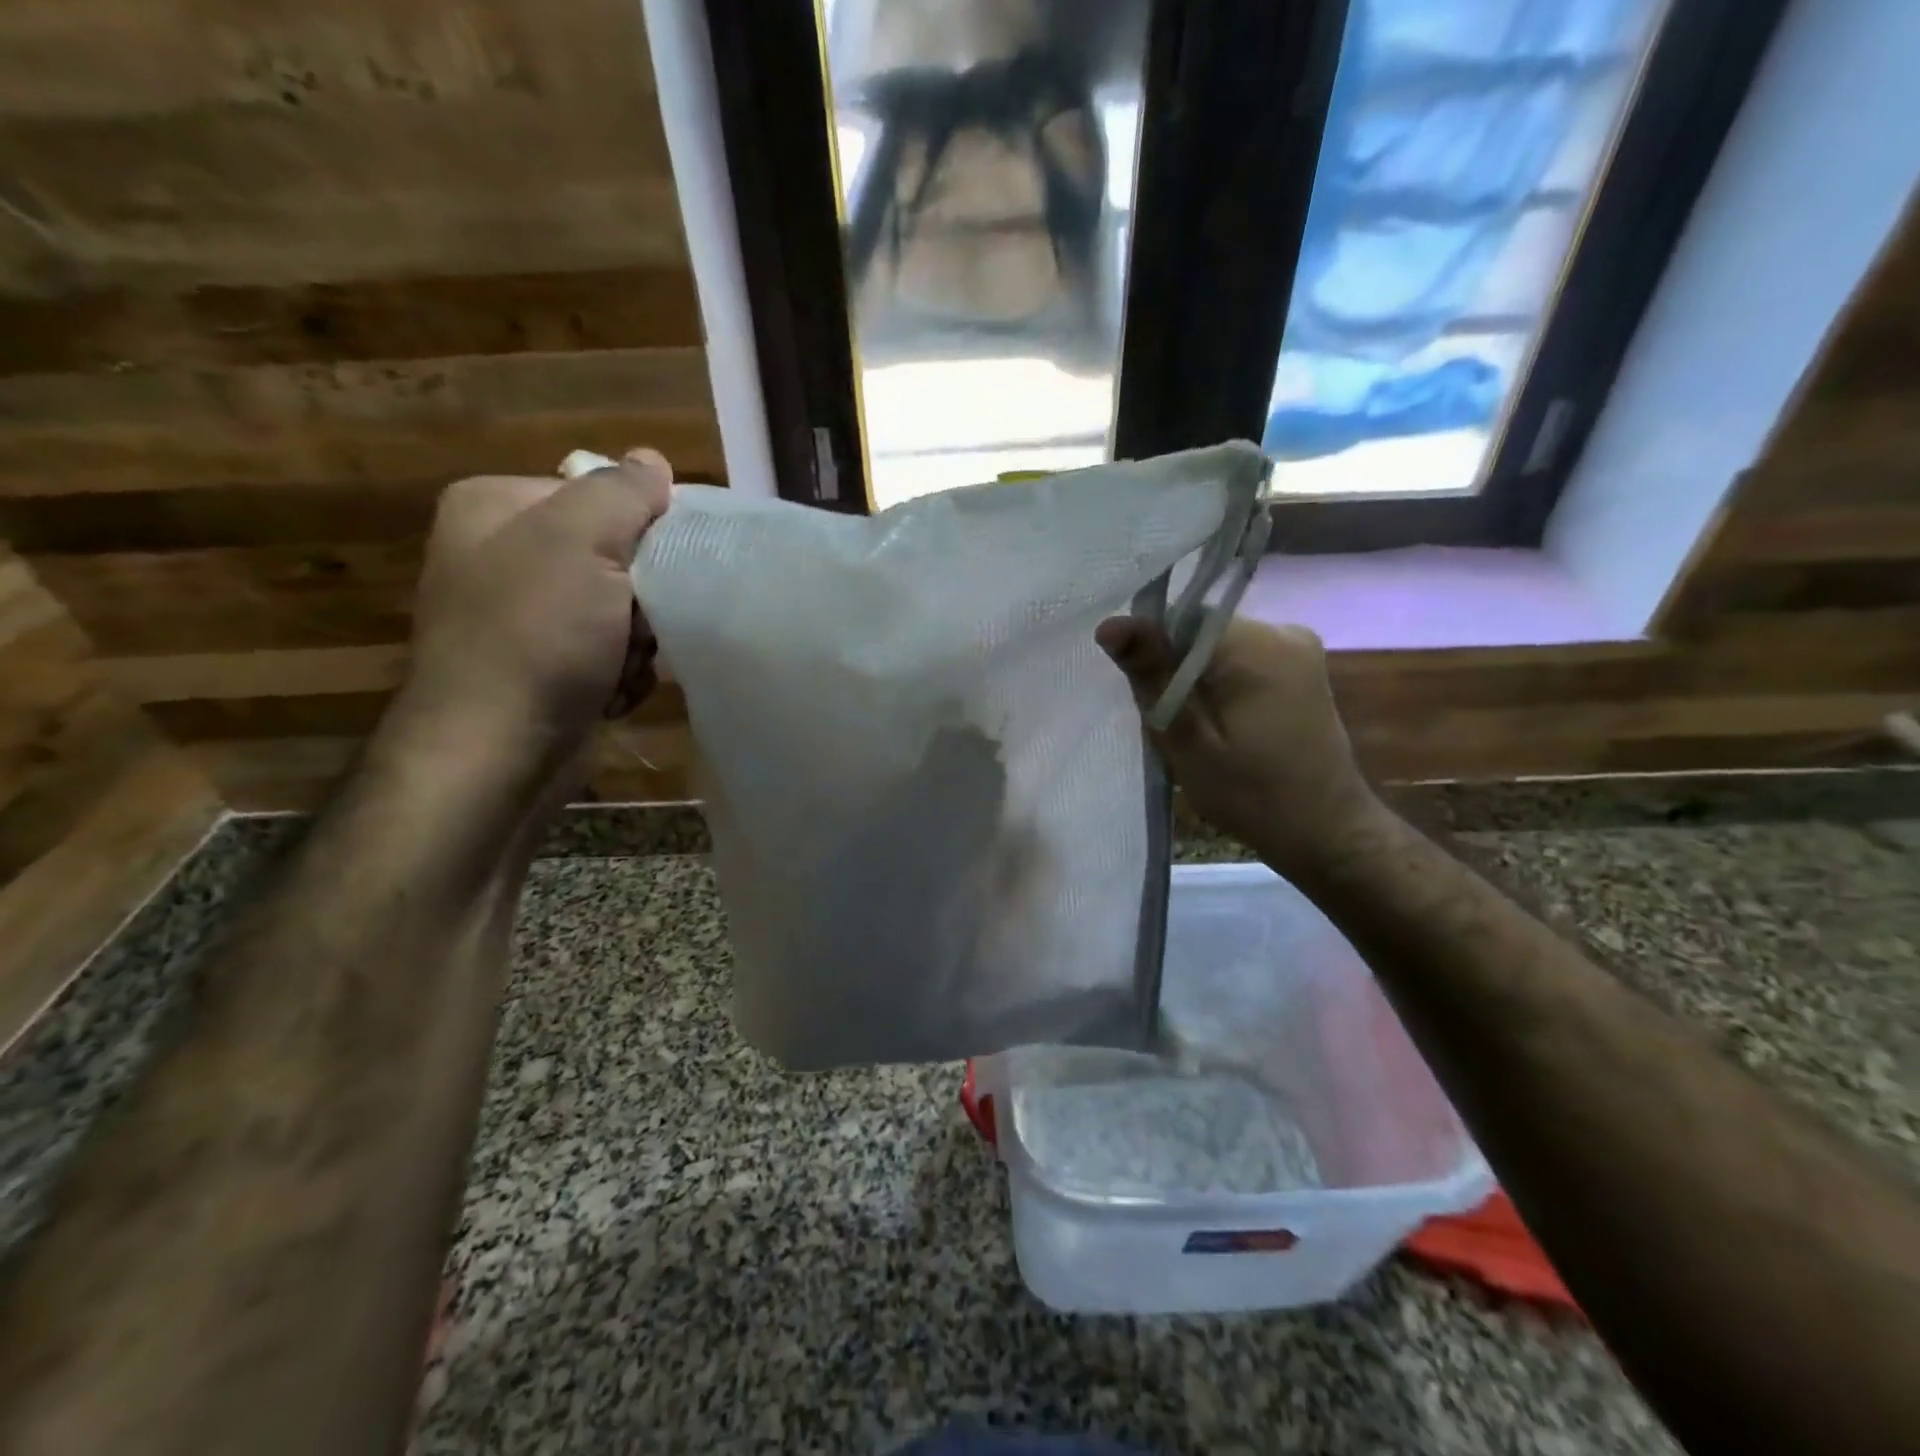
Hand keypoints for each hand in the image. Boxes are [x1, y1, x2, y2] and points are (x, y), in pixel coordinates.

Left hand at [389, 449, 673, 794]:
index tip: (658, 567)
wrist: (499, 751)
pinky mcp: (548, 667)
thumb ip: (622, 492)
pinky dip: (624, 674)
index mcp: (497, 508)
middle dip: (643, 600)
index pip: (603, 495)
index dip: (644, 531)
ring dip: (640, 644)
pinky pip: (613, 653)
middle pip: (619, 557)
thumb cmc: (536, 635)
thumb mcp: (580, 542)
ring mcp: (526, 616)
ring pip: (625, 611)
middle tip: (634, 628)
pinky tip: (610, 692)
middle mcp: (506, 556)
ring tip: (619, 668)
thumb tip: (653, 461)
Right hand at [1097, 615, 1387, 882]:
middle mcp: (1283, 630)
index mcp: (1255, 644)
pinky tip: (1224, 727)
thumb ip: (1151, 676)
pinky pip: (1242, 660)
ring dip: (1197, 680)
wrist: (1328, 832)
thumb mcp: (1188, 741)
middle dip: (1175, 671)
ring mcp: (1299, 648)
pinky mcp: (1303, 668)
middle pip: (1199, 631)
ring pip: (1218, 647)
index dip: (1153, 656)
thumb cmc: (1252, 795)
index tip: (1151, 702)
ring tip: (1199, 733)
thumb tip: (1110, 623)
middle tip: (1174, 728)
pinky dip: (1222, 686)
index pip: (1178, 619)